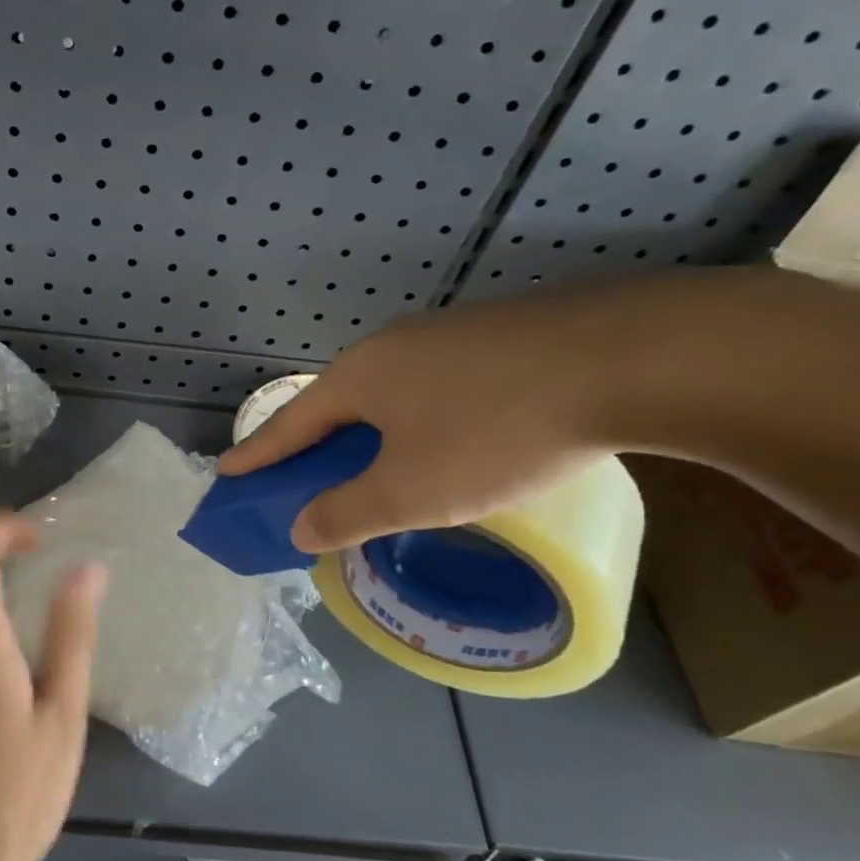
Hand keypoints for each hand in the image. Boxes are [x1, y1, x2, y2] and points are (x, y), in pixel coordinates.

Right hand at [216, 279, 672, 550]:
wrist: (633, 358)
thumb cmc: (498, 431)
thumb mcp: (412, 491)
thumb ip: (347, 512)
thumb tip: (299, 527)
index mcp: (359, 377)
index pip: (290, 423)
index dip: (257, 454)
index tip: (226, 472)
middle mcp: (393, 346)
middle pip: (337, 404)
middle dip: (315, 445)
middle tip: (304, 477)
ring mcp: (447, 333)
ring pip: (390, 392)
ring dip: (371, 432)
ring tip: (379, 465)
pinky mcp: (499, 334)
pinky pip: (435, 384)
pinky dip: (419, 419)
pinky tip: (449, 438)